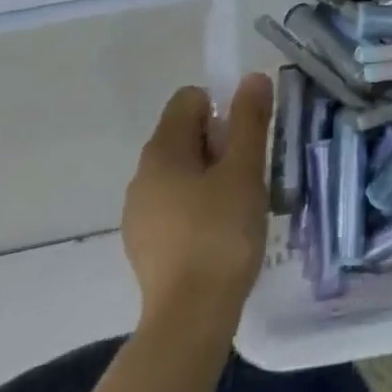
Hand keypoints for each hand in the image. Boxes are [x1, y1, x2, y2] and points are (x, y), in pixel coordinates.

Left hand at [122, 74, 271, 333]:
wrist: (191, 314)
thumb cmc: (222, 231)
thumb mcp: (245, 169)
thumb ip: (249, 120)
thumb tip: (252, 77)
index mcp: (161, 152)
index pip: (188, 100)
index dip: (223, 106)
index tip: (248, 135)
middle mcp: (141, 176)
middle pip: (184, 135)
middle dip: (220, 141)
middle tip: (251, 168)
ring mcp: (139, 212)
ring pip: (181, 171)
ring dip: (212, 174)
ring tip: (242, 200)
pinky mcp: (146, 242)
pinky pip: (176, 203)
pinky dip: (199, 203)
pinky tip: (222, 228)